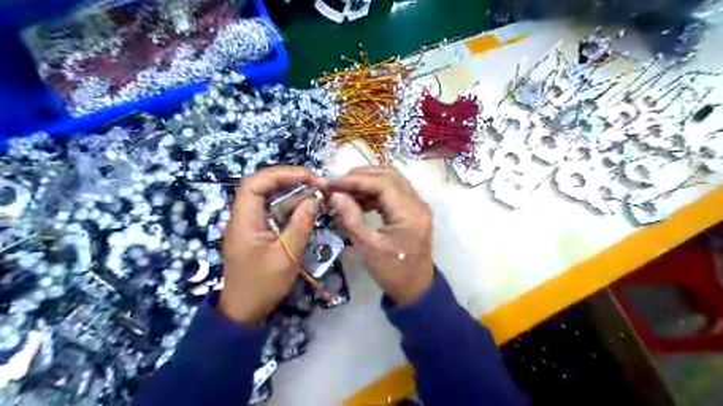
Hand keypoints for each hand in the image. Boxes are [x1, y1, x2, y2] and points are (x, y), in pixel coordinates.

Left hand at [219, 166, 323, 325]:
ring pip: (270, 197)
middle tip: (316, 181)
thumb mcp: (287, 257)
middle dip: (289, 178)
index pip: (256, 183)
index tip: (309, 177)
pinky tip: (308, 207)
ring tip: (318, 192)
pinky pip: (274, 211)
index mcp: (244, 221)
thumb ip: (301, 225)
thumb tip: (315, 199)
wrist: (244, 311)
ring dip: (293, 192)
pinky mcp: (258, 231)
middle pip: (262, 185)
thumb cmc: (263, 286)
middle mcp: (244, 216)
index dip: (282, 174)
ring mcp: (250, 223)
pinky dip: (291, 206)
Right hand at [329, 166, 434, 303]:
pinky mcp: (413, 211)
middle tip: (339, 183)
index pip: (383, 184)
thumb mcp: (368, 247)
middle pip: (390, 176)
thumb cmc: (392, 271)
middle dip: (362, 176)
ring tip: (346, 191)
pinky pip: (394, 192)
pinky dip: (376, 192)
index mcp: (410, 213)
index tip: (333, 183)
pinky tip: (359, 200)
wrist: (415, 288)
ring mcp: (418, 206)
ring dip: (369, 182)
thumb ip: (351, 218)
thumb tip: (336, 194)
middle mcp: (418, 204)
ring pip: (393, 181)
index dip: (356, 180)